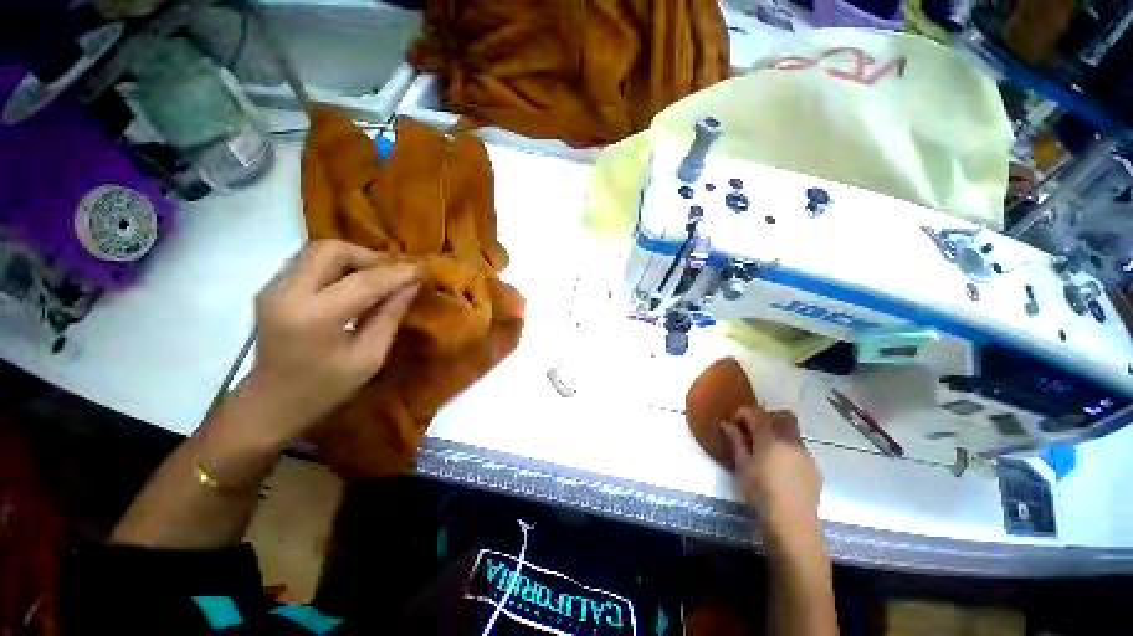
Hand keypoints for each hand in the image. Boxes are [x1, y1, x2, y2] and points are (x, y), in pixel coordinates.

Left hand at [239, 239, 419, 442]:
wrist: (268, 404)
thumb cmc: (325, 389)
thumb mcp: (369, 358)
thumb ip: (389, 317)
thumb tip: (411, 286)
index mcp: (315, 318)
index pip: (364, 281)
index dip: (398, 273)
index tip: (422, 268)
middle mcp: (287, 293)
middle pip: (331, 250)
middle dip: (369, 256)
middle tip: (392, 274)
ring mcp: (273, 287)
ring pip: (317, 250)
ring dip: (352, 258)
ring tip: (376, 278)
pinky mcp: (270, 287)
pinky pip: (308, 261)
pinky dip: (336, 265)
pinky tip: (351, 284)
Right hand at [721, 406, 821, 523]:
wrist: (792, 523)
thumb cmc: (760, 493)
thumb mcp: (742, 466)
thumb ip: (736, 441)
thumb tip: (726, 424)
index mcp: (770, 438)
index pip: (757, 412)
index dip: (744, 413)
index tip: (735, 423)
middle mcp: (791, 441)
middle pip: (783, 415)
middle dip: (767, 417)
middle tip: (753, 431)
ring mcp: (806, 454)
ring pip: (792, 433)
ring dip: (778, 434)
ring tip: (765, 453)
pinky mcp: (814, 468)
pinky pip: (799, 449)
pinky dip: (787, 450)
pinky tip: (779, 468)